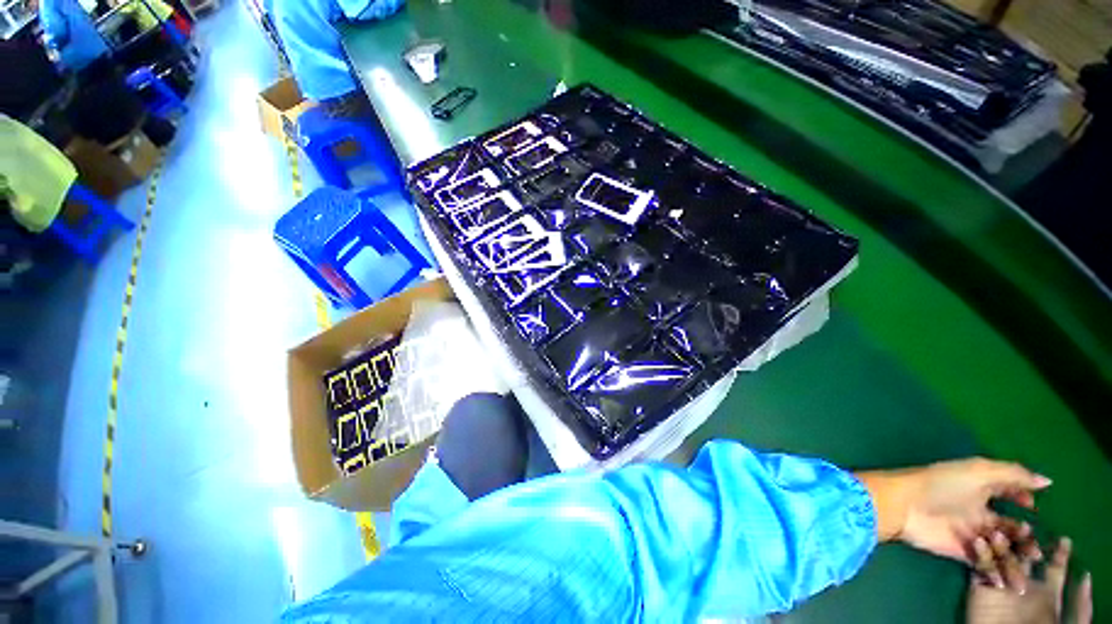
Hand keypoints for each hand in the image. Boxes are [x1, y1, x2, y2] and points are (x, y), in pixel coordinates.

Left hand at [858, 458, 1050, 586]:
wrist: (905, 505)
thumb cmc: (941, 483)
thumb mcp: (979, 471)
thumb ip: (1013, 474)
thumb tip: (1046, 481)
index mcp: (981, 490)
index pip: (1009, 495)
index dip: (1023, 499)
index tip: (1032, 506)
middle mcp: (978, 512)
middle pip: (1009, 528)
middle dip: (1025, 538)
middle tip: (1033, 546)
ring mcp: (970, 533)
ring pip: (1001, 548)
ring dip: (1015, 556)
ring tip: (1027, 562)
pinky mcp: (961, 551)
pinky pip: (984, 563)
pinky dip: (996, 570)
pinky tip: (1006, 576)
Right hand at [967, 537, 1091, 623]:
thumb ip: (1080, 605)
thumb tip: (1086, 574)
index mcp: (1047, 593)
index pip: (1054, 568)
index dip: (1060, 554)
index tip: (1064, 539)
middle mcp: (1025, 584)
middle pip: (1025, 558)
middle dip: (1024, 542)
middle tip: (1025, 527)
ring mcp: (1001, 585)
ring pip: (1000, 558)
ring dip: (1000, 544)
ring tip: (998, 532)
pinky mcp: (980, 587)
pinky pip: (977, 567)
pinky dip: (978, 554)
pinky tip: (979, 541)